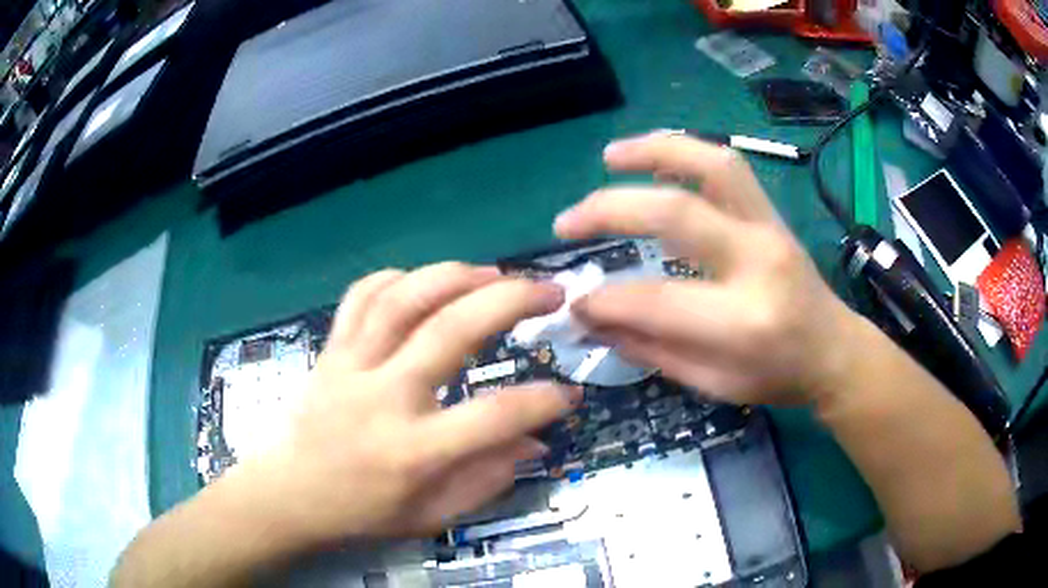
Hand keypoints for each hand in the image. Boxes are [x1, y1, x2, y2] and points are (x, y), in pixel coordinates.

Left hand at [239, 263, 579, 547]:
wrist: (290, 492)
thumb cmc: (363, 511)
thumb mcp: (432, 515)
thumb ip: (487, 479)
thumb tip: (535, 442)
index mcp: (412, 450)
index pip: (493, 417)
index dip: (541, 402)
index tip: (568, 393)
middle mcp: (383, 397)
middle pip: (450, 331)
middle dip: (511, 301)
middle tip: (549, 291)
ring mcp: (351, 365)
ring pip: (404, 298)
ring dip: (456, 275)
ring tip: (495, 273)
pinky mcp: (331, 349)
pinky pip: (361, 296)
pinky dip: (397, 278)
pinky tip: (425, 281)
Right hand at [555, 132, 854, 404]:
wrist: (834, 350)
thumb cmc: (777, 376)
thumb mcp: (713, 384)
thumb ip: (651, 348)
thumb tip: (592, 318)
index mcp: (744, 322)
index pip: (656, 300)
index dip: (604, 300)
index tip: (572, 301)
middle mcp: (758, 262)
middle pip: (677, 214)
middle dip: (610, 210)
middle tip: (568, 221)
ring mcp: (769, 228)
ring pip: (712, 166)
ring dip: (654, 150)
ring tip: (610, 155)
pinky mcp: (772, 214)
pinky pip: (728, 167)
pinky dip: (686, 151)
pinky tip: (656, 155)